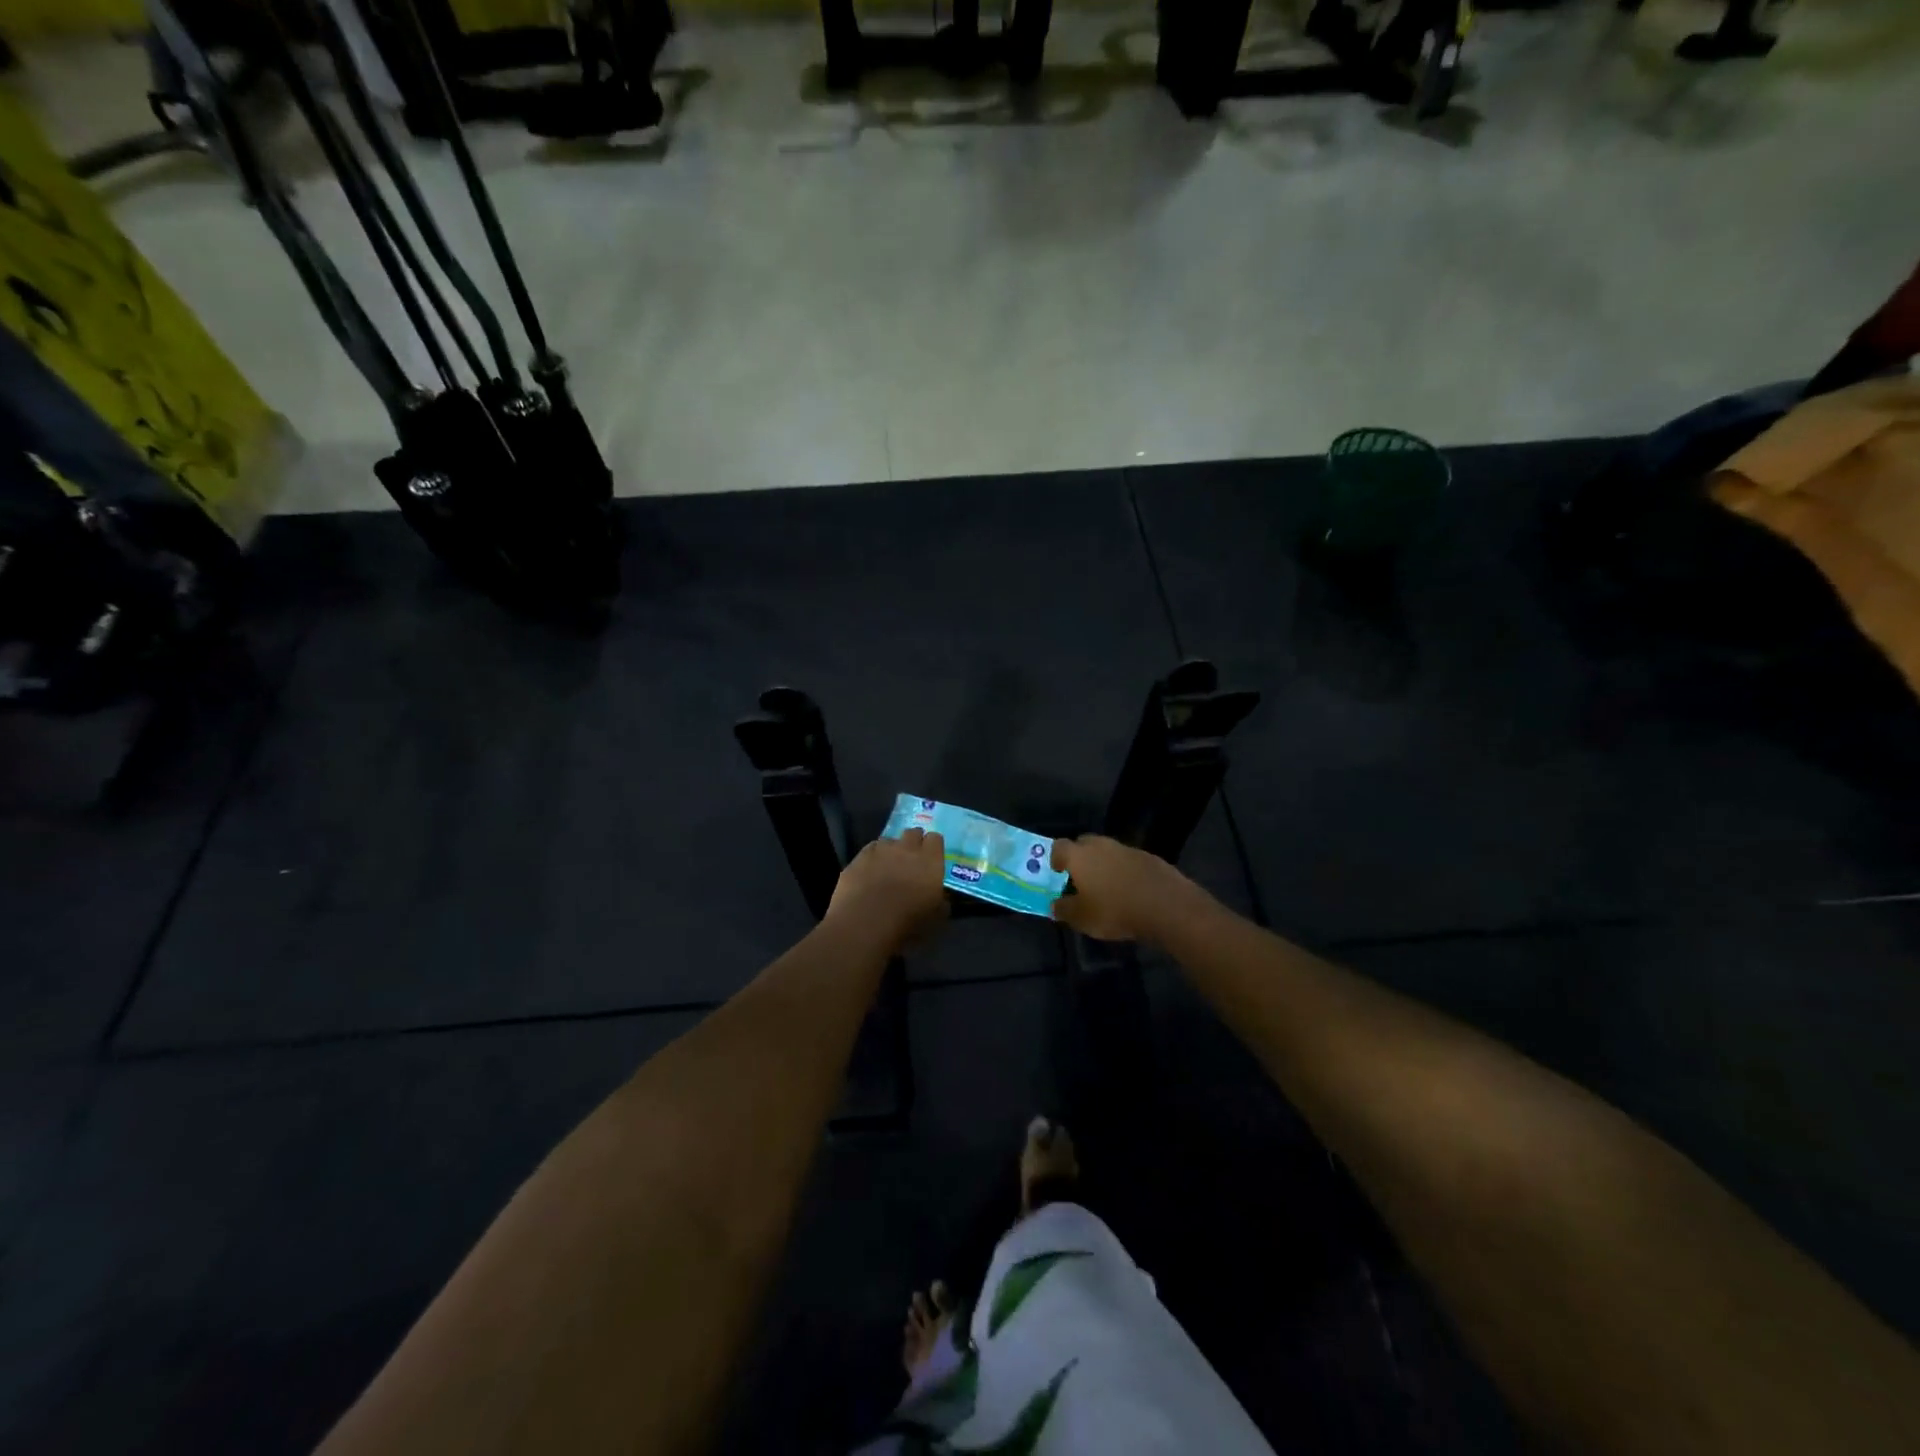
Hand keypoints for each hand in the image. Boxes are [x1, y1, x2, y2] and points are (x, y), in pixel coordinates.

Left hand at [825, 829, 948, 949]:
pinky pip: (869, 851)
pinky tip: (869, 873)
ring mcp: (880, 850)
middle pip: (912, 833)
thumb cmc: (907, 924)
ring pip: (889, 840)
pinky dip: (872, 858)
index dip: (933, 847)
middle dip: (913, 843)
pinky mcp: (858, 858)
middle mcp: (906, 848)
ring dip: (891, 850)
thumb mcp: (936, 919)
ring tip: (888, 867)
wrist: (865, 924)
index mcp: (930, 860)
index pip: (935, 839)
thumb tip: (941, 899)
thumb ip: (941, 902)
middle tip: (911, 861)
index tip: (932, 859)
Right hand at [1049, 835, 1204, 942]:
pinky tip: (1130, 890)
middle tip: (1080, 877)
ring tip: (1106, 886)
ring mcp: (1128, 849)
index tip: (1057, 871)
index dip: (1055, 857)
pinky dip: (1125, 871)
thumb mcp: (1082, 918)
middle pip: (1084, 843)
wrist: (1166, 906)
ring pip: (1108, 851)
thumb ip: (1064, 909)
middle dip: (1080, 857)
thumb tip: (1054, 904)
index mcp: (1080, 855)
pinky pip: (1129, 861)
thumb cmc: (1115, 911)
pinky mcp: (1150, 857)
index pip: (1059, 846)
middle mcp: (1102, 845)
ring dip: (1104, 864)